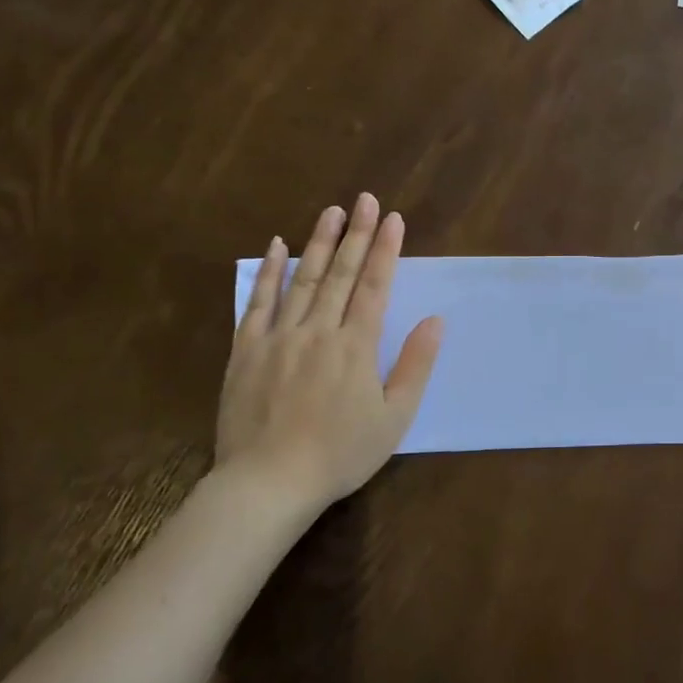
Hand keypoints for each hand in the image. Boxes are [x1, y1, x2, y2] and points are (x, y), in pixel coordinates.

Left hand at [216, 194, 442, 514]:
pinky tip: (276, 246)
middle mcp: (318, 331)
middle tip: (366, 199)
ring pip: (302, 280)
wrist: (268, 483)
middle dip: (357, 234)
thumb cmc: (340, 454)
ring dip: (318, 243)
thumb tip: (436, 320)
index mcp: (356, 347)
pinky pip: (257, 303)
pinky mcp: (246, 351)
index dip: (386, 250)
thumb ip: (415, 365)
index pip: (374, 287)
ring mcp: (278, 338)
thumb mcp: (394, 417)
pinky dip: (268, 273)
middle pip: (340, 274)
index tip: (394, 218)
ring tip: (332, 211)